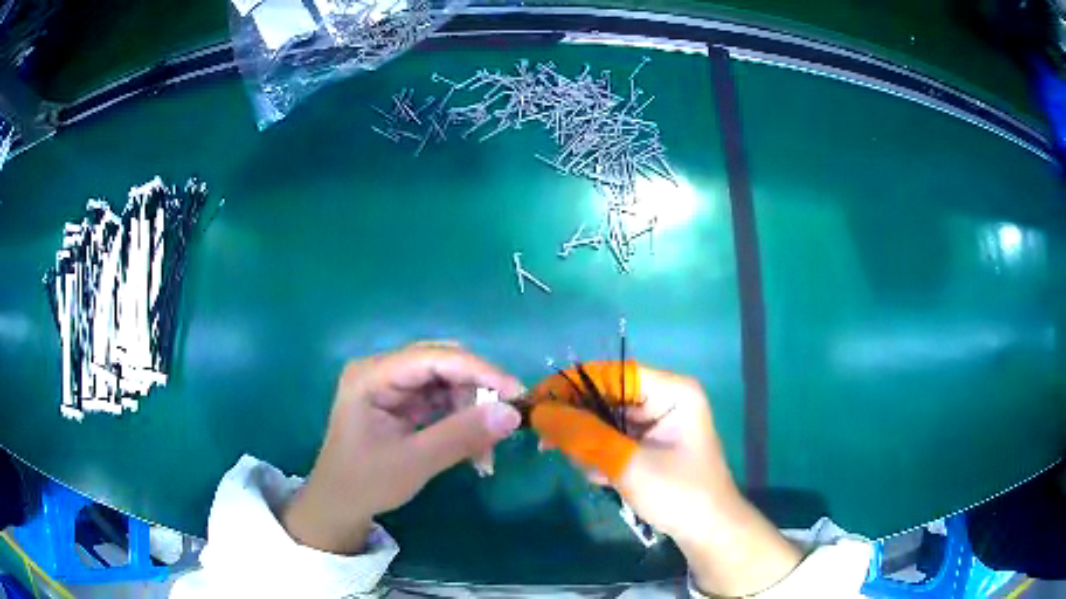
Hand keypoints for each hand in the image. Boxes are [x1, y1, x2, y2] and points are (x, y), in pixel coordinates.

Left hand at [283, 342, 523, 553]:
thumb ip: (462, 435)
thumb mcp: (415, 462)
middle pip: (443, 364)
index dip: (479, 371)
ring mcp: (392, 386)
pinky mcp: (402, 402)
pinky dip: (462, 421)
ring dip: (473, 411)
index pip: (433, 357)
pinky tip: (475, 449)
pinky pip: (442, 401)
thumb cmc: (366, 482)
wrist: (339, 504)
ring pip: (447, 383)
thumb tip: (513, 414)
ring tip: (487, 452)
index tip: (517, 393)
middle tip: (506, 421)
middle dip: (477, 392)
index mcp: (372, 375)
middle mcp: (382, 370)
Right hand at [533, 365, 801, 596]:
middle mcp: (665, 399)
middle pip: (608, 397)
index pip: (613, 374)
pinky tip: (598, 476)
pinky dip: (600, 455)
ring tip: (578, 465)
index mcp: (672, 390)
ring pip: (607, 421)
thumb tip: (538, 413)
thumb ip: (583, 436)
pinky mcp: (650, 445)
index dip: (572, 384)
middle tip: (544, 440)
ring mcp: (658, 423)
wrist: (707, 533)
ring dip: (587, 442)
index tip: (536, 401)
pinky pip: (614, 439)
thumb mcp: (628, 464)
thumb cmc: (678, 493)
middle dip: (577, 420)